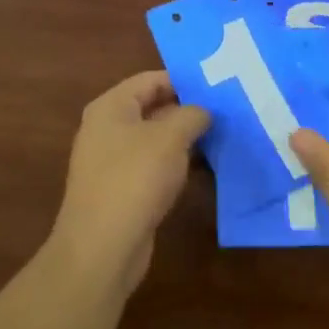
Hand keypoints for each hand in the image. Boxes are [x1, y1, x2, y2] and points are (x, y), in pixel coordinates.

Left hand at [48, 71, 209, 296]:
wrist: (102, 248)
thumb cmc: (135, 178)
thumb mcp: (170, 137)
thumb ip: (192, 115)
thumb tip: (204, 111)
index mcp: (111, 107)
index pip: (150, 80)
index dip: (183, 80)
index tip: (217, 86)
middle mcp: (107, 129)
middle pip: (153, 108)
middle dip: (188, 110)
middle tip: (226, 111)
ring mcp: (112, 162)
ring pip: (155, 140)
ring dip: (185, 140)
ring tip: (223, 137)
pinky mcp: (122, 191)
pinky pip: (153, 167)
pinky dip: (176, 165)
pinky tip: (204, 169)